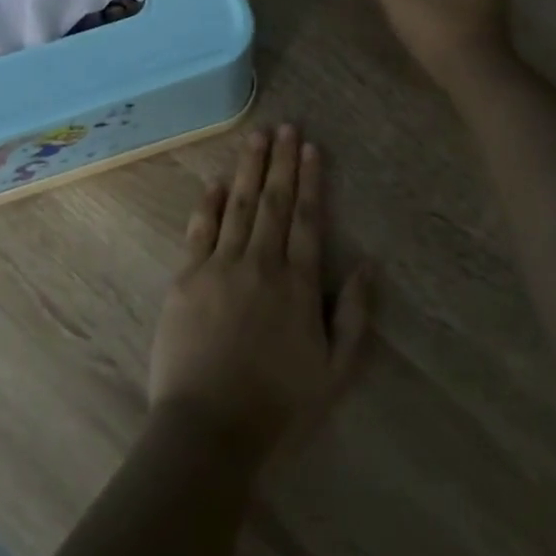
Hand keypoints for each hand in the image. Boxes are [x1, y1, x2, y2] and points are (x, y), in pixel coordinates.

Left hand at [148, 125, 369, 461]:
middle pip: (273, 202)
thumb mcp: (336, 371)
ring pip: (237, 206)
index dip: (311, 180)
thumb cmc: (279, 404)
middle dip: (281, 162)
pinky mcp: (186, 279)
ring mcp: (220, 267)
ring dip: (248, 169)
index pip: (308, 219)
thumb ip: (355, 316)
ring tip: (256, 137)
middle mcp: (261, 263)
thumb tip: (368, 265)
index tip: (310, 148)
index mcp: (298, 284)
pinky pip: (199, 230)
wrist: (210, 428)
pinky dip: (207, 203)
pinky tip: (214, 182)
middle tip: (285, 126)